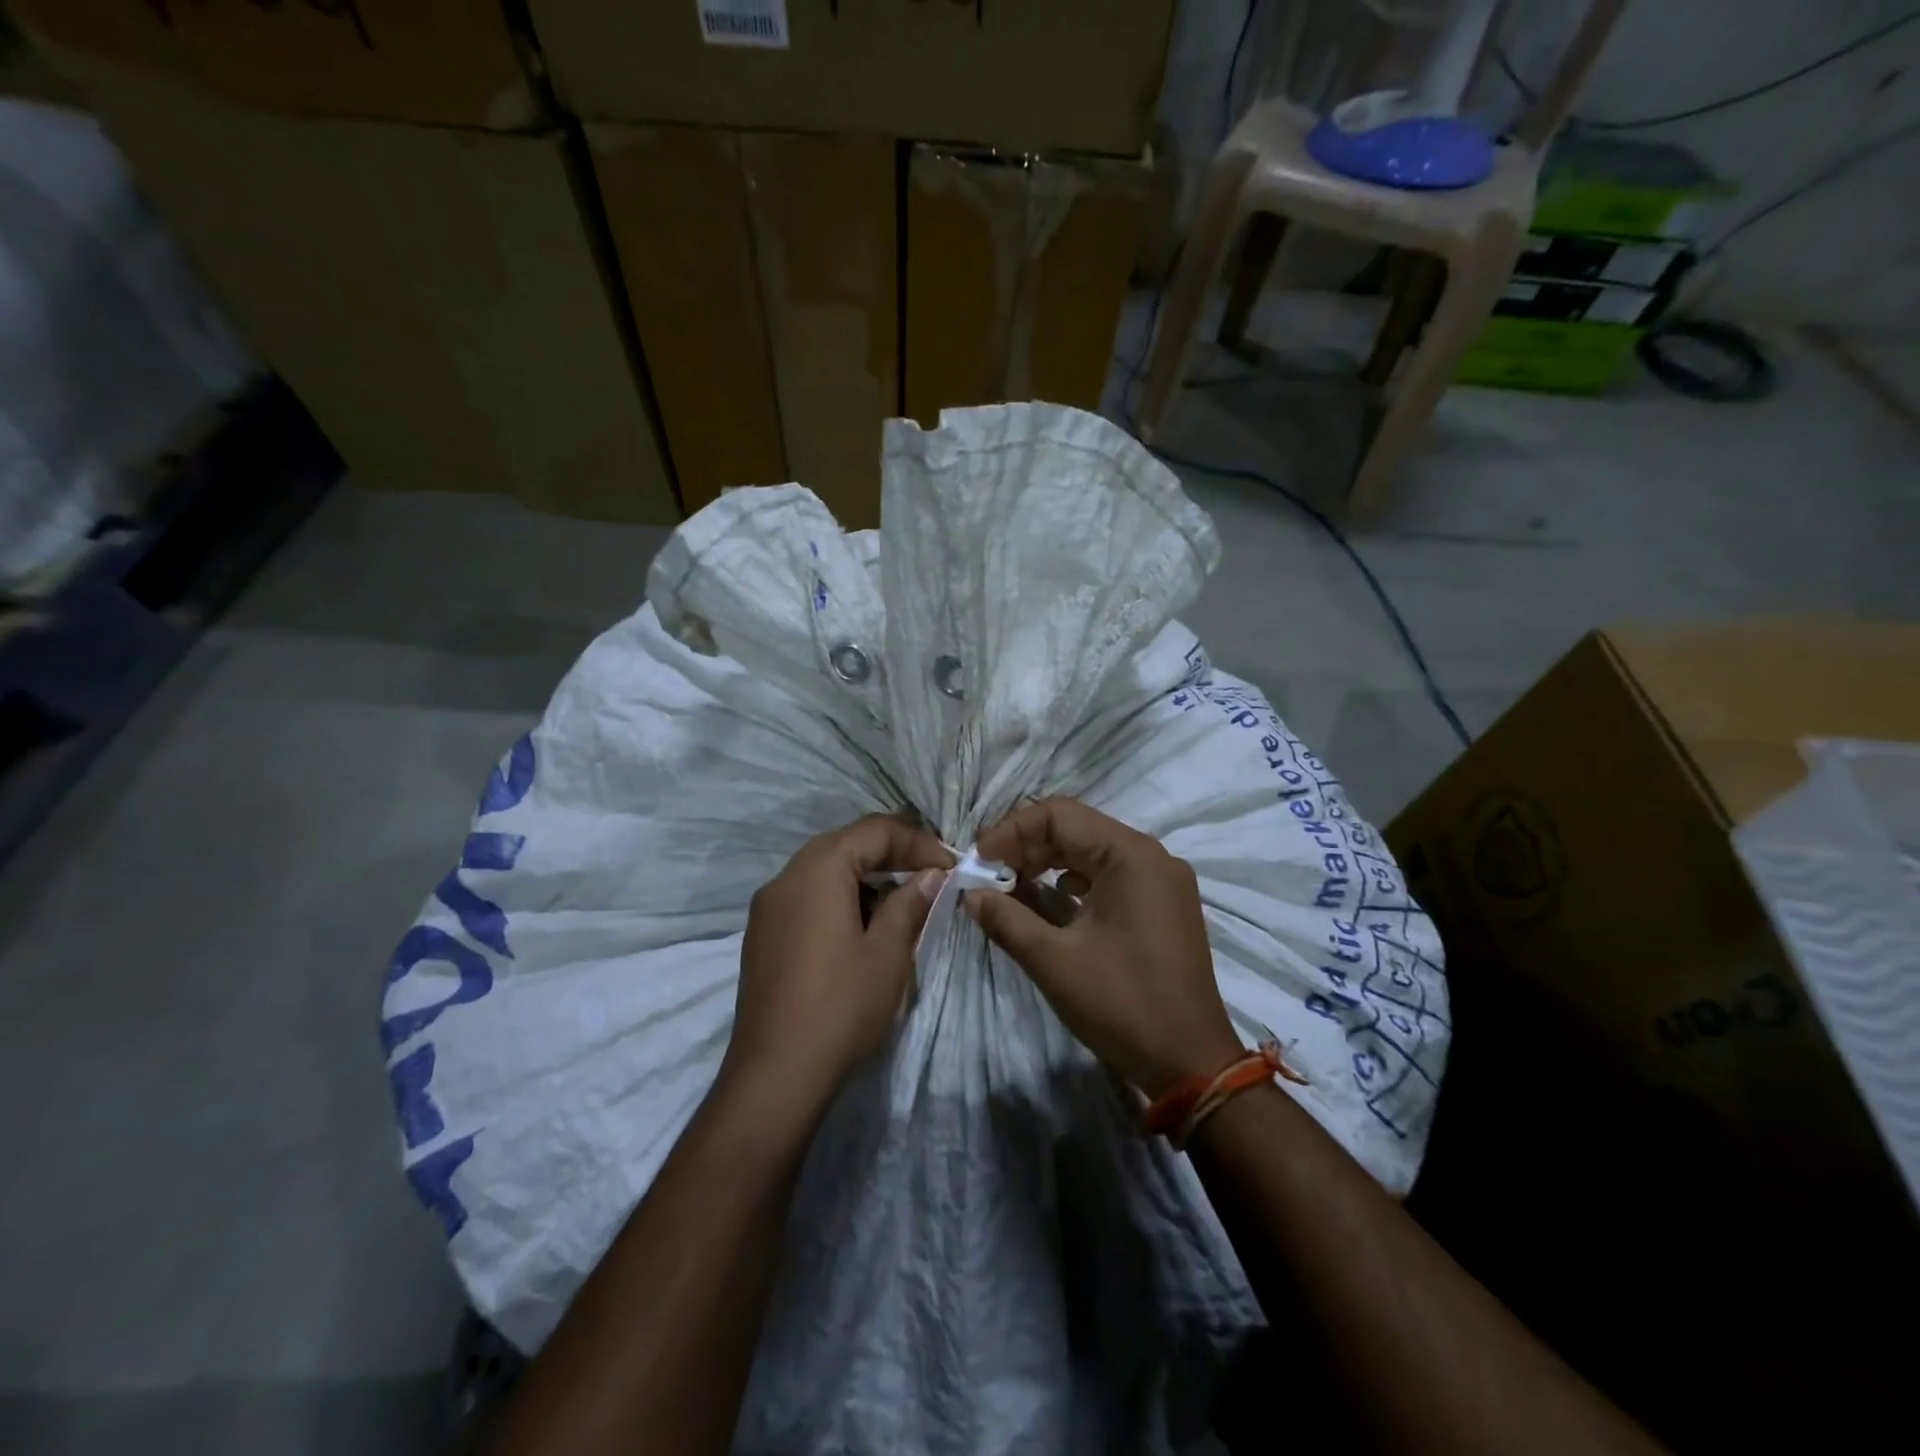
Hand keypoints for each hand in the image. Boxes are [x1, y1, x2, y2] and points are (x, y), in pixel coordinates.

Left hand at [725, 815, 951, 1112]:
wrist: (774, 1076)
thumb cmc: (840, 1007)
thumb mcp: (888, 953)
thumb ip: (910, 903)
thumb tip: (931, 875)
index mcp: (817, 870)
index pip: (873, 830)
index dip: (917, 842)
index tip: (950, 866)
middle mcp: (785, 877)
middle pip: (846, 844)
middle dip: (892, 855)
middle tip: (932, 877)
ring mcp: (768, 907)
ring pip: (825, 870)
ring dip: (867, 878)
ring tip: (903, 904)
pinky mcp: (762, 935)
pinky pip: (807, 897)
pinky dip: (841, 898)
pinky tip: (864, 928)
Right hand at [967, 798, 1240, 1097]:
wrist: (1191, 1063)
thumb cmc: (1122, 1004)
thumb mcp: (1054, 961)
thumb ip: (1006, 918)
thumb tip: (971, 894)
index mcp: (1131, 855)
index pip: (1059, 815)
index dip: (1011, 831)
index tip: (978, 861)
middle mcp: (1151, 856)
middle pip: (1077, 829)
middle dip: (1027, 847)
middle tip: (988, 875)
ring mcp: (1161, 880)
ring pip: (1092, 852)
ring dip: (1048, 864)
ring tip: (1010, 888)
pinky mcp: (1162, 904)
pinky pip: (1110, 875)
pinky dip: (1074, 883)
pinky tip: (1049, 904)